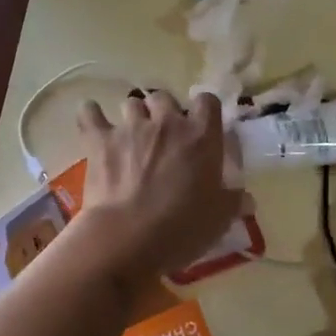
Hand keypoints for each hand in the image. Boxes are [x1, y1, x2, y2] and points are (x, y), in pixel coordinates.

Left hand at [75, 91, 239, 278]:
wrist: (127, 239)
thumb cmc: (181, 229)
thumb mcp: (219, 220)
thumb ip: (233, 202)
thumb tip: (245, 198)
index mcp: (201, 137)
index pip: (207, 101)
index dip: (203, 110)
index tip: (201, 126)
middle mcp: (167, 123)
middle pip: (165, 97)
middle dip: (163, 111)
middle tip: (163, 136)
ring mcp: (131, 128)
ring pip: (131, 103)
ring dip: (133, 115)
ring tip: (131, 135)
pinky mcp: (99, 140)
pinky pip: (90, 113)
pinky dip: (91, 114)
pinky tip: (92, 119)